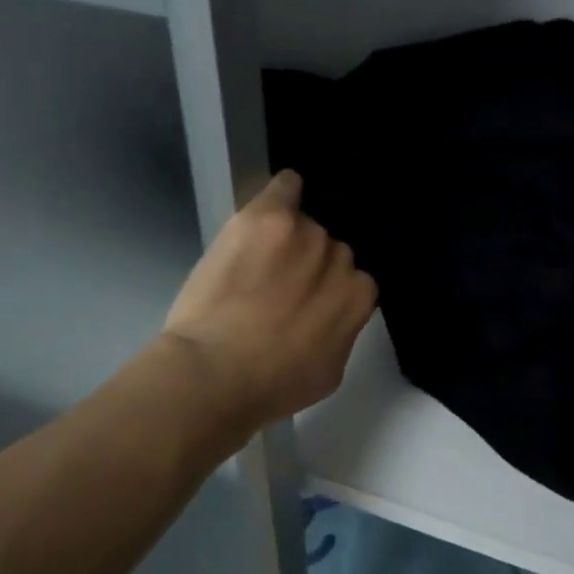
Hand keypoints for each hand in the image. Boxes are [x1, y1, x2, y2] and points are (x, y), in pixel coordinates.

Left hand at [163, 170, 377, 423]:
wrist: (215, 373)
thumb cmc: (272, 386)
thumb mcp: (329, 372)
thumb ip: (342, 332)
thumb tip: (335, 314)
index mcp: (357, 298)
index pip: (353, 279)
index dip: (328, 289)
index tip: (306, 301)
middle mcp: (339, 258)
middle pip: (330, 248)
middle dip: (310, 264)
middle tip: (278, 284)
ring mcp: (304, 235)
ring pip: (304, 224)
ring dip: (288, 238)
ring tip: (259, 257)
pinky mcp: (268, 217)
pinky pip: (287, 187)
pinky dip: (282, 192)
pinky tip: (271, 203)